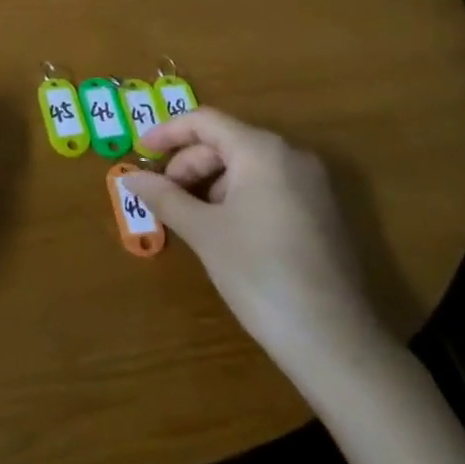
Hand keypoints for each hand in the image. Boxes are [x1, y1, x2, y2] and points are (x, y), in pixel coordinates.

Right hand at [123, 108, 390, 380]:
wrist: (334, 341)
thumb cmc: (259, 273)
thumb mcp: (204, 232)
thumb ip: (165, 197)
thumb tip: (130, 177)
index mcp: (262, 150)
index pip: (206, 121)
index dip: (168, 132)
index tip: (140, 152)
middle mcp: (291, 156)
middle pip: (227, 142)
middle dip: (189, 164)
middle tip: (162, 196)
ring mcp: (312, 185)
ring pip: (247, 166)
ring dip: (211, 184)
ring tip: (189, 218)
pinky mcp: (322, 213)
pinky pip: (269, 186)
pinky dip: (238, 197)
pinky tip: (223, 230)